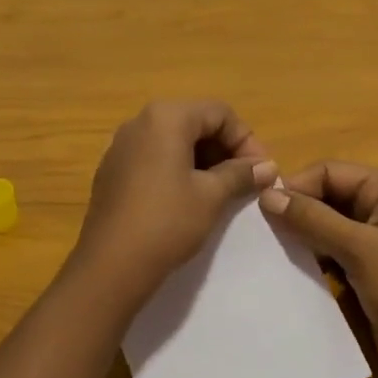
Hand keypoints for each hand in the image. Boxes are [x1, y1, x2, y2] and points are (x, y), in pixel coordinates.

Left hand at [67, 101, 276, 311]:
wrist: (110, 265)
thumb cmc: (167, 222)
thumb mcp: (211, 196)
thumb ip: (240, 174)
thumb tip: (267, 167)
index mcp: (166, 117)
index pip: (219, 113)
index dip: (246, 140)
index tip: (262, 172)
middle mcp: (140, 121)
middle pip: (195, 121)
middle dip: (225, 148)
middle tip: (245, 181)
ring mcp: (121, 145)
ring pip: (173, 140)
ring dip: (203, 159)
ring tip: (221, 191)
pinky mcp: (112, 170)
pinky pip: (153, 156)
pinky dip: (177, 168)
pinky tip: (187, 198)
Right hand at [259, 163, 377, 377]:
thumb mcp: (359, 249)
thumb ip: (312, 219)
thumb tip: (266, 195)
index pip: (330, 172)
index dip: (297, 185)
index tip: (262, 207)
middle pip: (327, 195)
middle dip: (297, 210)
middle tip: (262, 229)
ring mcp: (375, 238)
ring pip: (326, 223)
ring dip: (302, 234)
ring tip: (271, 248)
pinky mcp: (367, 266)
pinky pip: (331, 249)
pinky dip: (312, 255)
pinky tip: (289, 266)